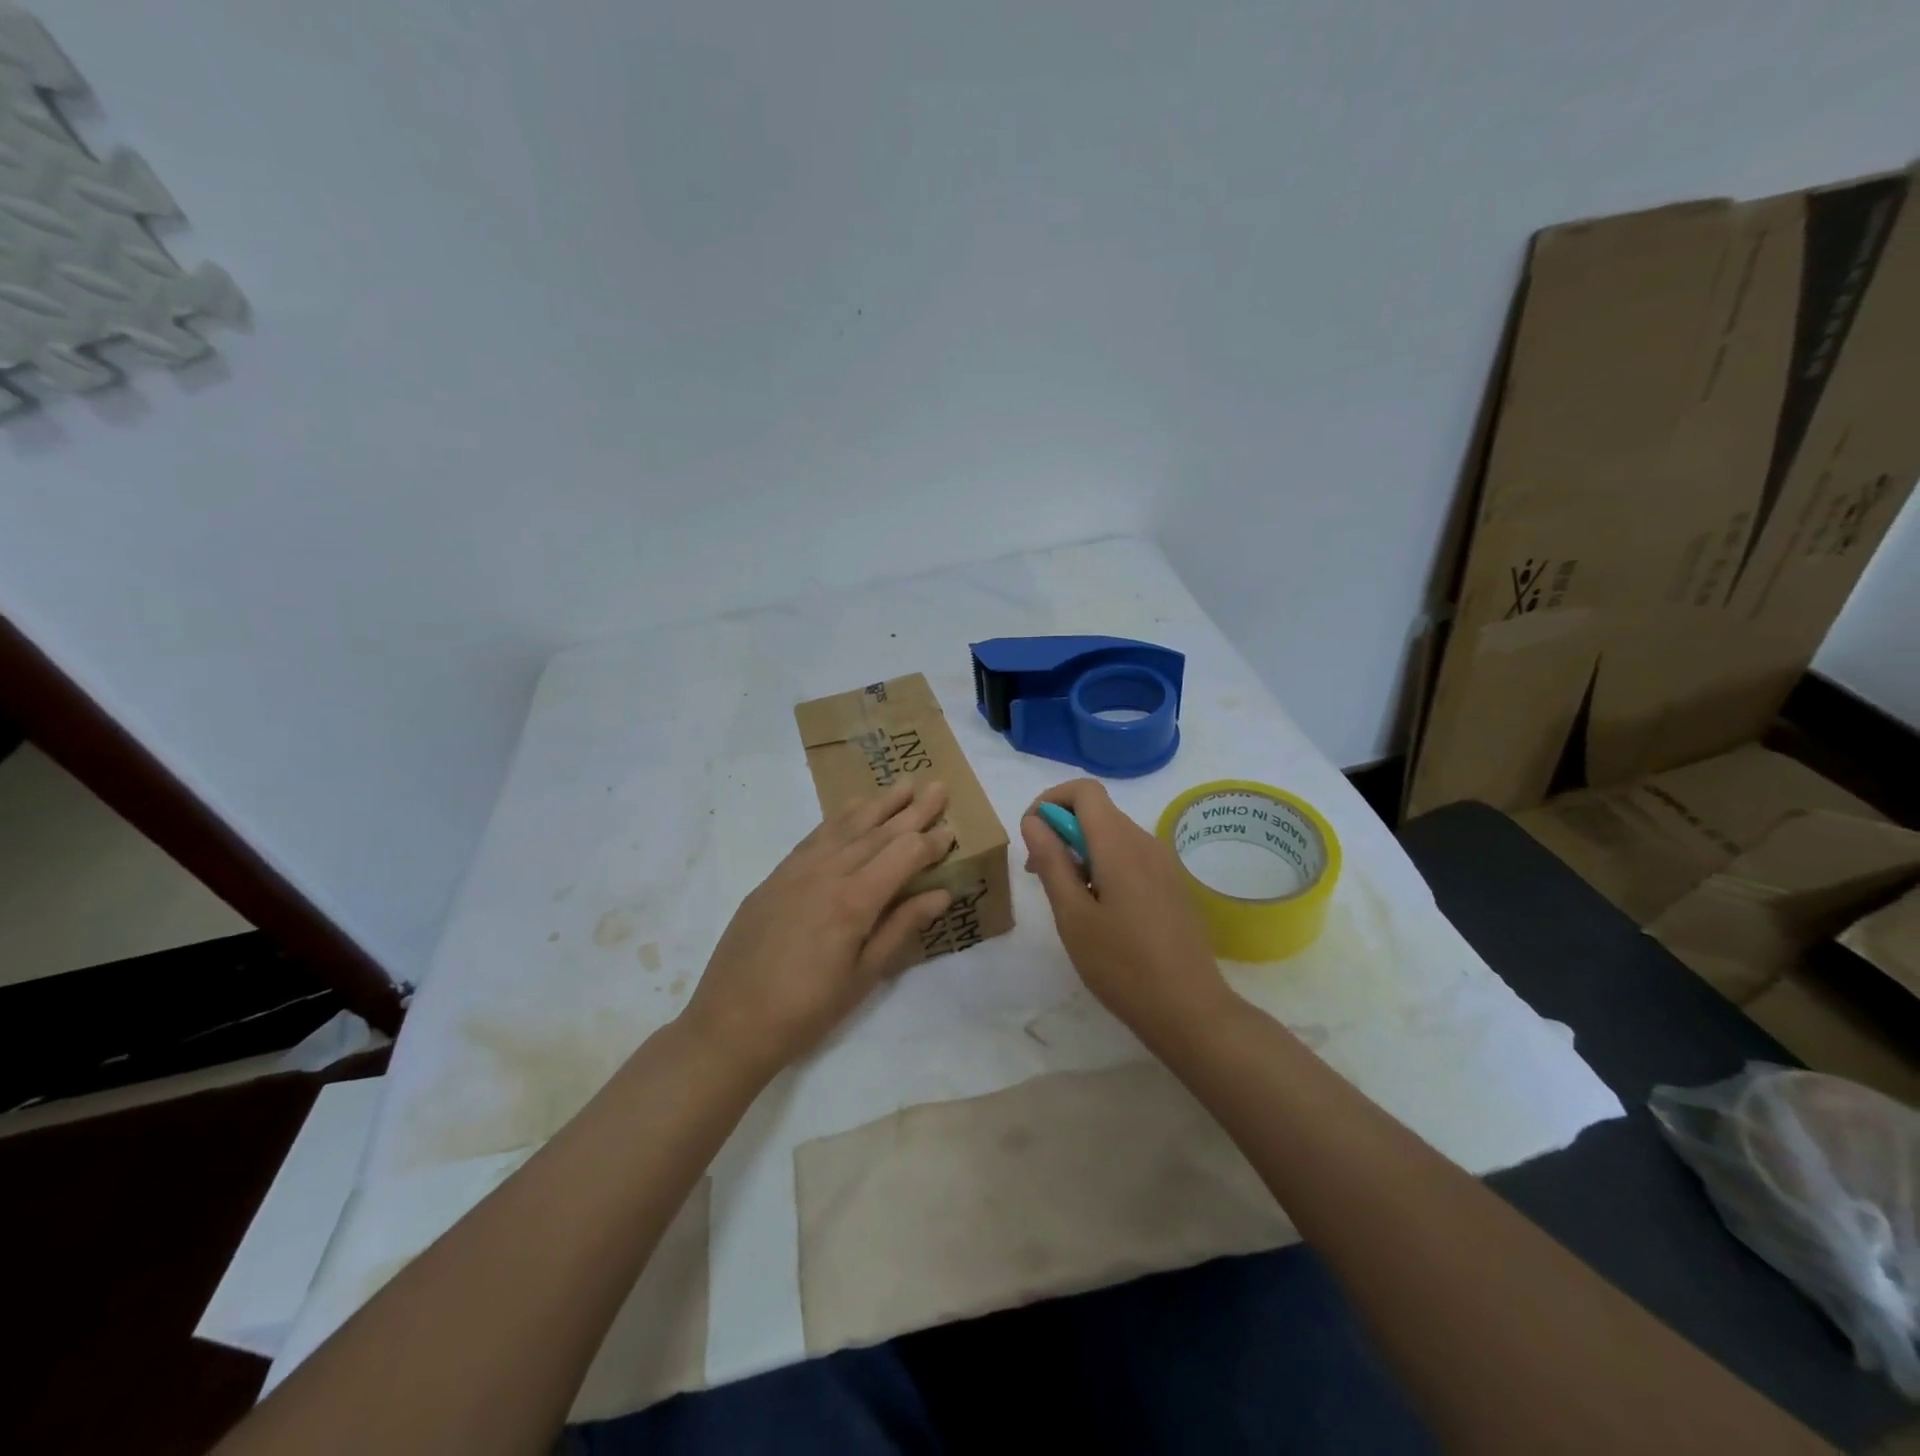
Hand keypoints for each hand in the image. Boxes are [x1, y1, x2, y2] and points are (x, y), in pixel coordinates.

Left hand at [681, 779, 956, 1079]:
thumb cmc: (807, 1010)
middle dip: (912, 810)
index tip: (952, 830)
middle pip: (878, 833)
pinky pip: (815, 836)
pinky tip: (852, 808)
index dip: (931, 843)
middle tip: (937, 786)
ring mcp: (797, 870)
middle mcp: (827, 874)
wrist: (731, 1022)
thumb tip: (941, 893)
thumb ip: (902, 928)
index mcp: (854, 901)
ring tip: (902, 785)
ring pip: (846, 827)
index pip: (904, 856)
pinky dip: (839, 818)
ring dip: (878, 805)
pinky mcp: (776, 875)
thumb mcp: (863, 977)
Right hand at [1021, 779, 1233, 1047]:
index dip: (1051, 801)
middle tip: (1040, 875)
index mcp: (1119, 844)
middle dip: (1061, 830)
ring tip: (1068, 899)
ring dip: (1081, 850)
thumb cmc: (1121, 965)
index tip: (1032, 837)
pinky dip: (1104, 865)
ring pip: (1113, 835)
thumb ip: (1052, 861)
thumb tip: (1034, 821)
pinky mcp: (1172, 885)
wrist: (1189, 1010)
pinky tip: (1099, 911)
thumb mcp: (1072, 915)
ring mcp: (1164, 864)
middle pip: (1098, 811)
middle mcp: (1146, 843)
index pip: (1084, 790)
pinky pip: (1131, 856)